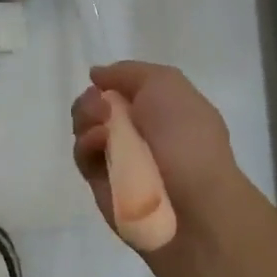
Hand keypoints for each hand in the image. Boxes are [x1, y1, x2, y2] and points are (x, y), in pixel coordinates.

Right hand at [71, 62, 243, 237]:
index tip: (102, 81)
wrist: (193, 203)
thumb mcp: (166, 84)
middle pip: (97, 106)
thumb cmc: (187, 137)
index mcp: (162, 109)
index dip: (110, 82)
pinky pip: (83, 156)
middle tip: (101, 106)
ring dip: (86, 118)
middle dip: (91, 100)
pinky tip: (100, 143)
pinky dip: (86, 144)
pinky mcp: (102, 184)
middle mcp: (140, 132)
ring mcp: (120, 158)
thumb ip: (128, 73)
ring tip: (101, 124)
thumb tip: (97, 76)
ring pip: (85, 128)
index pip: (123, 89)